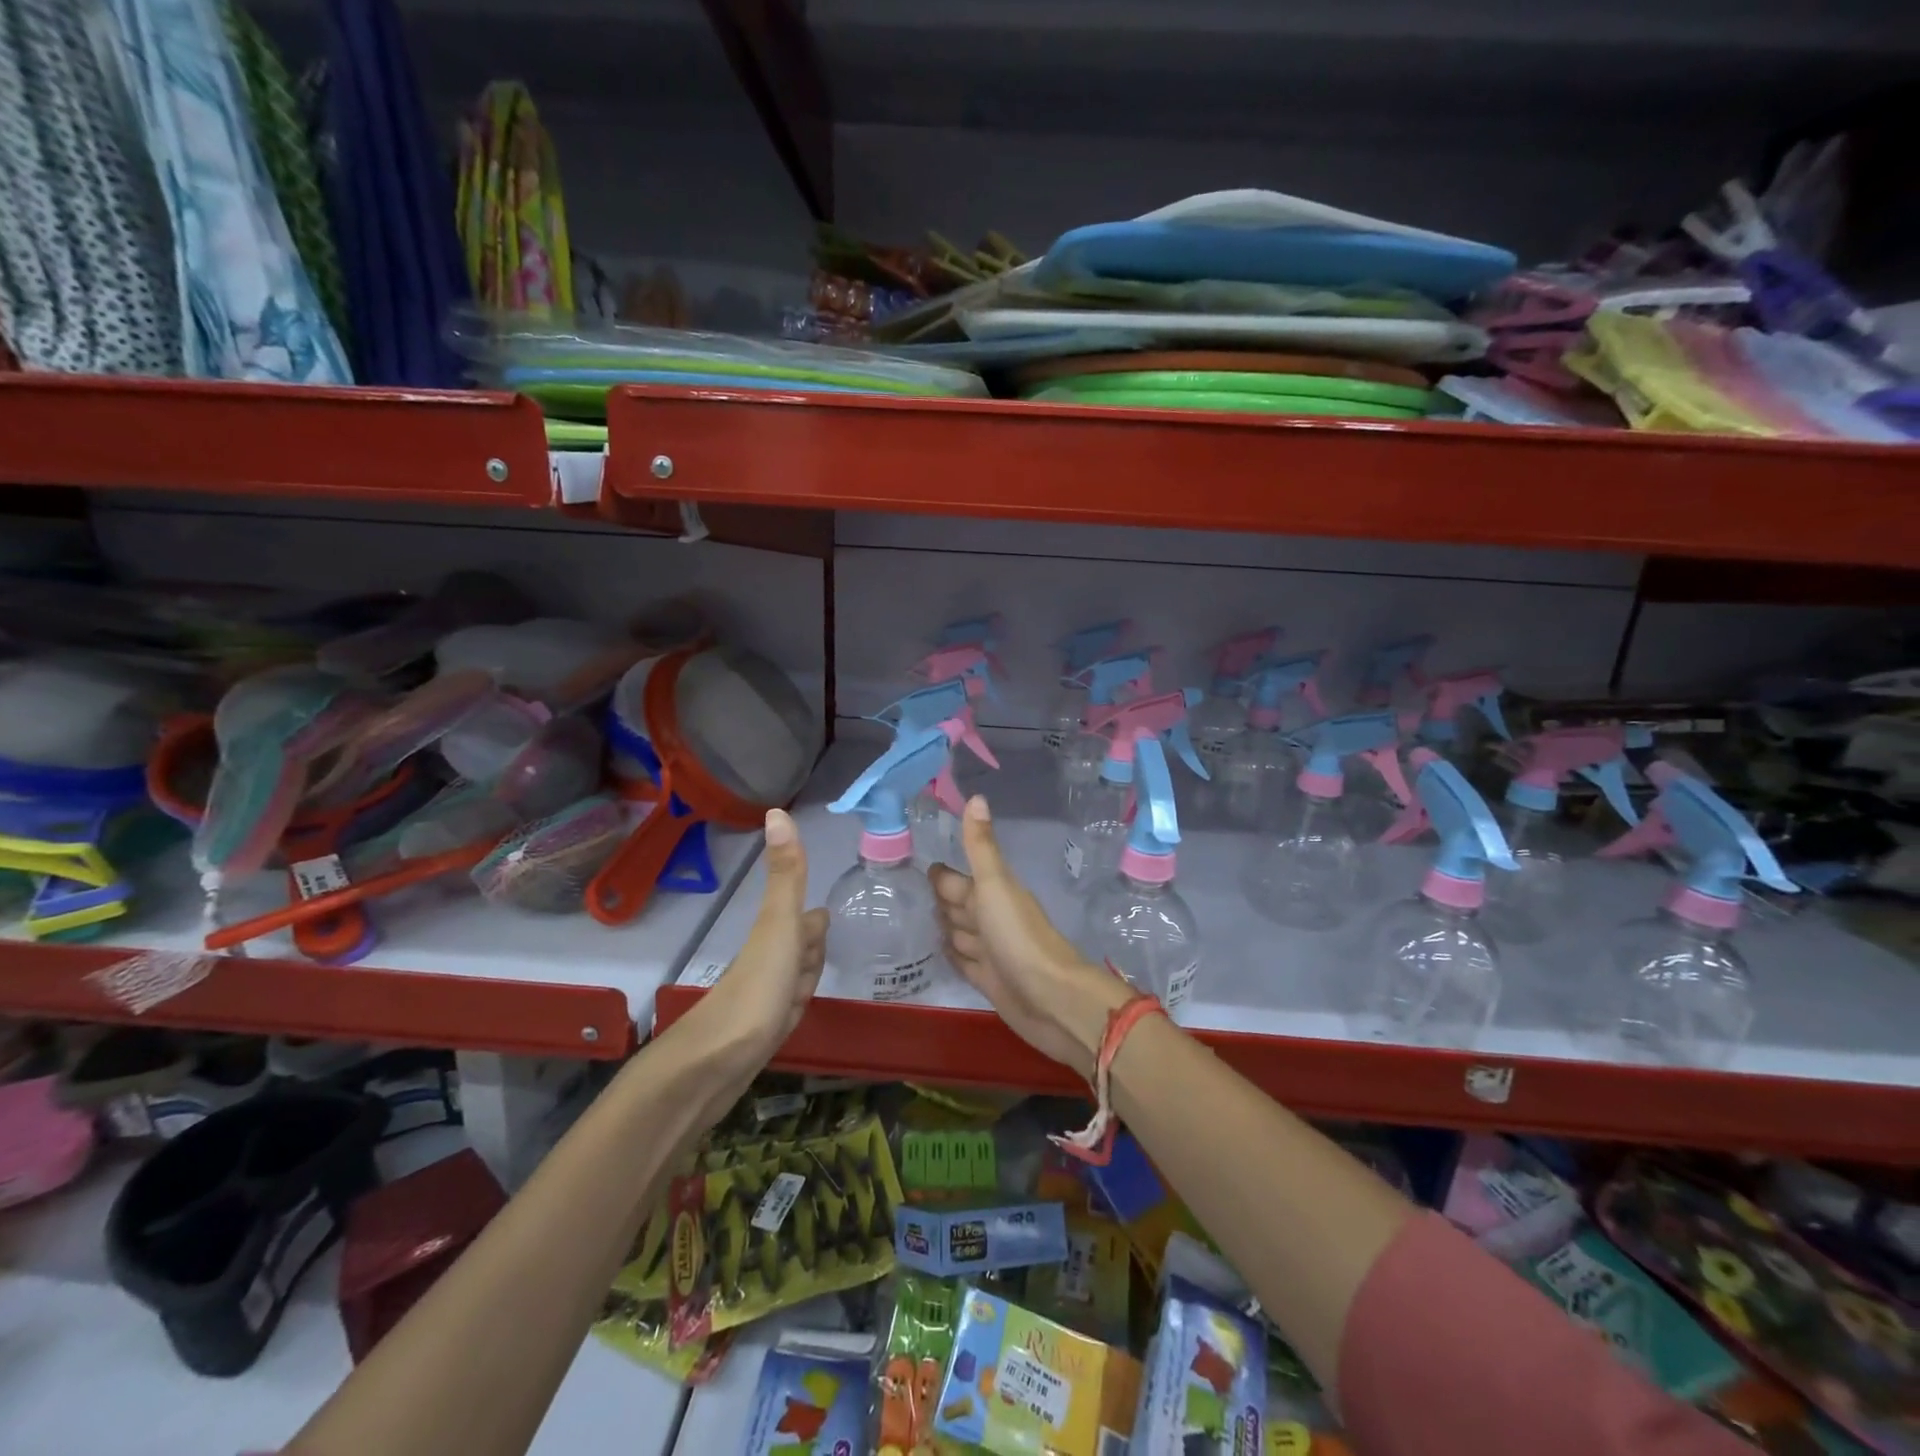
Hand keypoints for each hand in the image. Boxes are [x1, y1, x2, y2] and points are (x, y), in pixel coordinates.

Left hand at [674, 808, 826, 1079]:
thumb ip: (786, 874)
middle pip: (799, 950)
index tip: (826, 916)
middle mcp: (768, 963)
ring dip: (804, 977)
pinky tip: (793, 1014)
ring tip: (813, 980)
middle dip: (812, 947)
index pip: (806, 921)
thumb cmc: (756, 989)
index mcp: (775, 936)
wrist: (716, 1065)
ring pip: (793, 981)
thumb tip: (777, 809)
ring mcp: (764, 999)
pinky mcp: (761, 1033)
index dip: (815, 921)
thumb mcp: (779, 925)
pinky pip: (786, 1011)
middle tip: (824, 944)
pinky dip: (794, 1007)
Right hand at [930, 796, 1130, 1078]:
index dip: (941, 874)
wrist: (1050, 998)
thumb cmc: (1019, 936)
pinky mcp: (987, 980)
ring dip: (943, 926)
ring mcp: (990, 950)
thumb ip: (981, 846)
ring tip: (914, 920)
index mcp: (992, 894)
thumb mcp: (996, 885)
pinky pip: (962, 962)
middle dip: (939, 898)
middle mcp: (991, 919)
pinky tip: (936, 952)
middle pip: (959, 905)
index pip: (958, 879)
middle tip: (907, 893)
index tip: (917, 861)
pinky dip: (950, 955)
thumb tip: (976, 796)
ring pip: (960, 933)